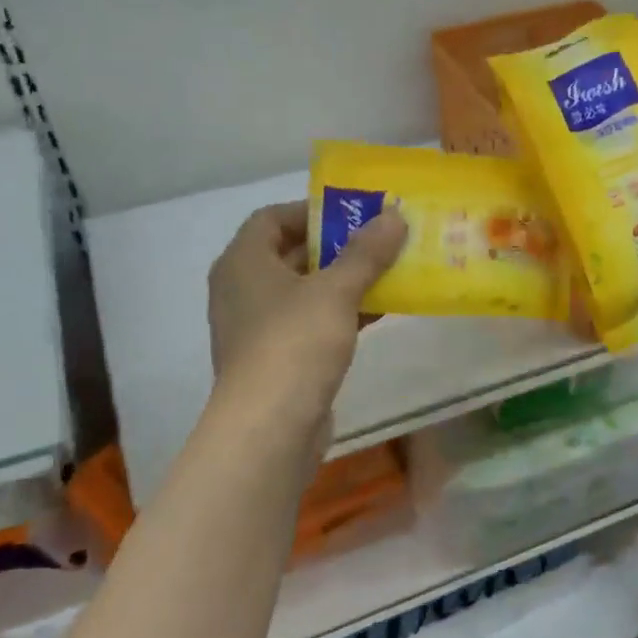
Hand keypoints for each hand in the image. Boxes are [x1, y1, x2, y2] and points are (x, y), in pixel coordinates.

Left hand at [206, 201, 407, 423]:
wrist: (269, 427)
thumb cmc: (295, 344)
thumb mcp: (336, 291)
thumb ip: (366, 252)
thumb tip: (394, 214)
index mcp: (243, 262)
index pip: (272, 217)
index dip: (312, 211)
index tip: (353, 214)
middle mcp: (242, 289)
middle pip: (290, 253)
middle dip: (336, 246)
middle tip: (380, 240)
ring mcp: (257, 327)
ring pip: (304, 291)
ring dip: (343, 281)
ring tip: (388, 272)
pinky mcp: (276, 359)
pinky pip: (309, 323)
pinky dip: (340, 313)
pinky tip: (379, 311)